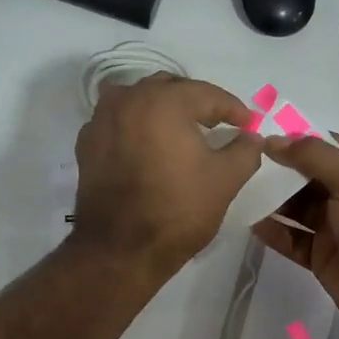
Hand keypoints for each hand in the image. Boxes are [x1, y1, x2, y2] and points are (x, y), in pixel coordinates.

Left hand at [73, 75, 262, 276]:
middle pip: (170, 89)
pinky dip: (136, 127)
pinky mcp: (87, 145)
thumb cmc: (178, 210)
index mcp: (164, 101)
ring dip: (162, 110)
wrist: (120, 249)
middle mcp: (128, 99)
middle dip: (196, 103)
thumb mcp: (225, 180)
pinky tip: (148, 148)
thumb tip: (251, 137)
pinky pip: (117, 122)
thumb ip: (245, 151)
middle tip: (216, 124)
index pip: (207, 94)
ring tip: (180, 132)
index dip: (233, 109)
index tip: (248, 124)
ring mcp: (101, 120)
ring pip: (138, 101)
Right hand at [252, 132, 338, 332]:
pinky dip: (274, 232)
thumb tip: (274, 140)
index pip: (328, 146)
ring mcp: (335, 227)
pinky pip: (292, 239)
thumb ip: (314, 156)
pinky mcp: (321, 256)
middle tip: (242, 163)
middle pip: (308, 177)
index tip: (260, 134)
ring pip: (297, 208)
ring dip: (272, 200)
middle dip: (279, 170)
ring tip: (240, 190)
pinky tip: (250, 222)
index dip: (297, 139)